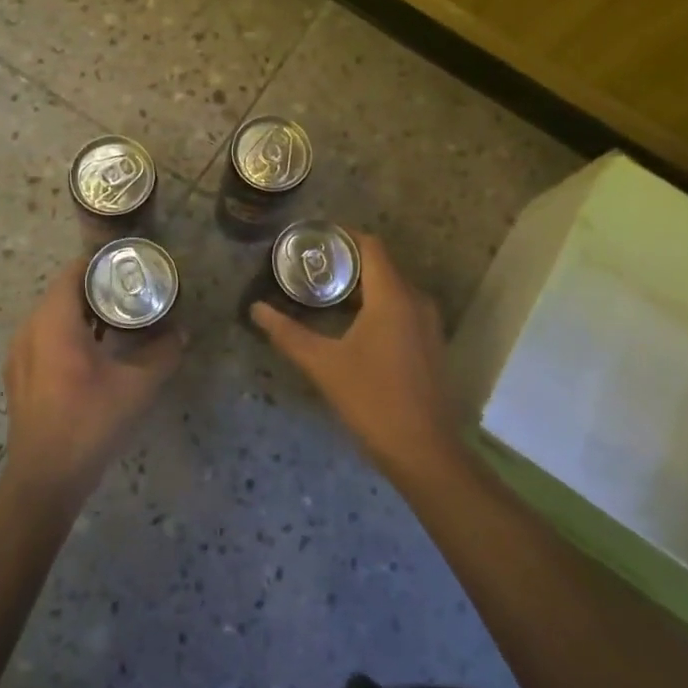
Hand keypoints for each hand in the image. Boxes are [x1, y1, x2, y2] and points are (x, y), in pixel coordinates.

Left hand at [2, 260, 185, 505]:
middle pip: (63, 291)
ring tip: (117, 319)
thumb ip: (163, 353)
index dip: (103, 263)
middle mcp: (30, 329)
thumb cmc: (90, 422)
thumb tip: (183, 332)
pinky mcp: (18, 375)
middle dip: (97, 288)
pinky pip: (43, 336)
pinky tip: (93, 351)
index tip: (131, 267)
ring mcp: (19, 353)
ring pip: (52, 315)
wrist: (45, 478)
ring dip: (82, 312)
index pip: (74, 271)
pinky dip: (68, 332)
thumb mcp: (137, 386)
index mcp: (54, 322)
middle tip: (132, 291)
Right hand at [250, 231, 459, 474]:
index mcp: (393, 296)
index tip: (314, 238)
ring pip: (393, 287)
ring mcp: (428, 323)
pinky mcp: (431, 343)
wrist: (424, 452)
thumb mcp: (324, 365)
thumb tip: (256, 310)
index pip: (371, 245)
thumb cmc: (372, 400)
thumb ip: (288, 334)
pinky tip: (353, 324)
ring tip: (325, 294)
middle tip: (310, 267)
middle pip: (381, 265)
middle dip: (347, 261)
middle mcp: (416, 300)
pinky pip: (403, 308)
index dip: (343, 235)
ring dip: (362, 285)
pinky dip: (378, 304)